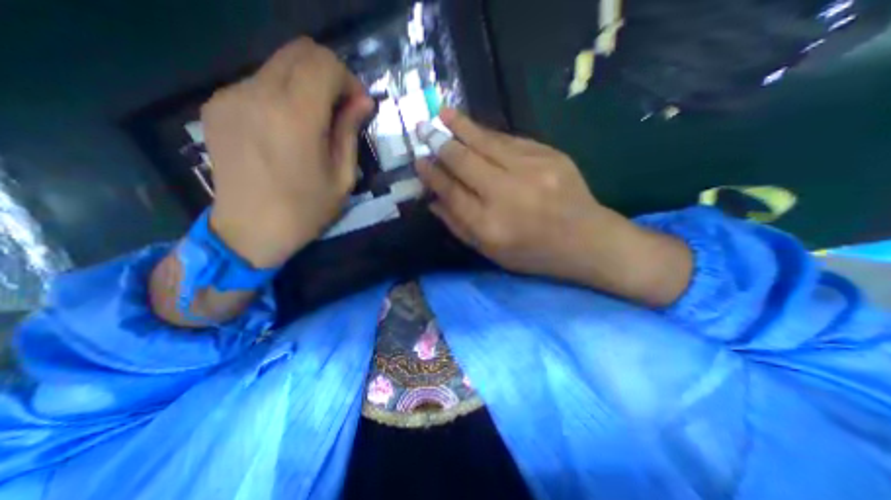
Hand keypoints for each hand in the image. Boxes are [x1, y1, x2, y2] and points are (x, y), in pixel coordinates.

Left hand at [201, 37, 372, 268]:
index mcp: (295, 117)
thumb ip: (350, 132)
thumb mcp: (342, 177)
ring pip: (279, 65)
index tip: (356, 106)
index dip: (348, 79)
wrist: (249, 231)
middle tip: (340, 108)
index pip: (324, 63)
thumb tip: (363, 101)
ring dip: (306, 84)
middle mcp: (258, 94)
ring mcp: (231, 96)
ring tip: (314, 121)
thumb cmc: (306, 210)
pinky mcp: (216, 105)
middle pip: (299, 51)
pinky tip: (286, 127)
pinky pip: (258, 82)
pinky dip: (282, 94)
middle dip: (329, 74)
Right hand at [414, 109, 690, 303]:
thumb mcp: (491, 252)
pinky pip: (510, 140)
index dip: (432, 175)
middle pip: (464, 161)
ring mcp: (530, 170)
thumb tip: (433, 201)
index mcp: (489, 225)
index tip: (419, 161)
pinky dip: (488, 135)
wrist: (586, 239)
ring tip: (443, 114)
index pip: (451, 192)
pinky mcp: (549, 155)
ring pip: (486, 143)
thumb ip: (459, 227)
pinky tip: (475, 128)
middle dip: (440, 144)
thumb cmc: (533, 253)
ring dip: (462, 127)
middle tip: (423, 129)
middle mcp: (506, 194)